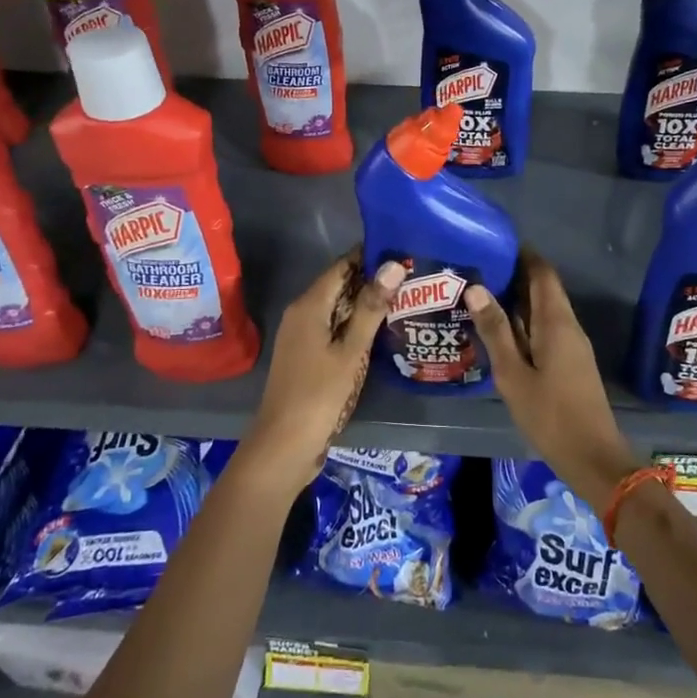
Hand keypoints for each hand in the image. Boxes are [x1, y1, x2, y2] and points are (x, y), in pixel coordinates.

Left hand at [242, 251, 403, 492]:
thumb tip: (394, 264)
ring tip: (405, 299)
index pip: (342, 266)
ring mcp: (301, 335)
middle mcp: (301, 313)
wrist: (283, 446)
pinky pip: (333, 328)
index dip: (370, 257)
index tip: (403, 251)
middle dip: (372, 280)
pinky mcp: (305, 355)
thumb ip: (372, 307)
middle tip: (413, 277)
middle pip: (339, 285)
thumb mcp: (351, 351)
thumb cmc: (319, 395)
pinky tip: (381, 332)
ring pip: (337, 308)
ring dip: (366, 304)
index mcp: (309, 305)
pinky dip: (355, 325)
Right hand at [466, 253, 641, 513]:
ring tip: (480, 294)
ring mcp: (572, 344)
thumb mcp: (513, 374)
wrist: (592, 456)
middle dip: (514, 275)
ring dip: (517, 299)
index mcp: (556, 322)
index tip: (493, 244)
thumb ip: (495, 331)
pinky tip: (500, 330)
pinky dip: (524, 321)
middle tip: (477, 268)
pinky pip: (546, 328)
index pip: (542, 272)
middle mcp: (568, 325)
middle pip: (543, 288)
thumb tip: (476, 287)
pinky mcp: (570, 361)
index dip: (522, 254)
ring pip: (544, 309)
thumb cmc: (550, 414)